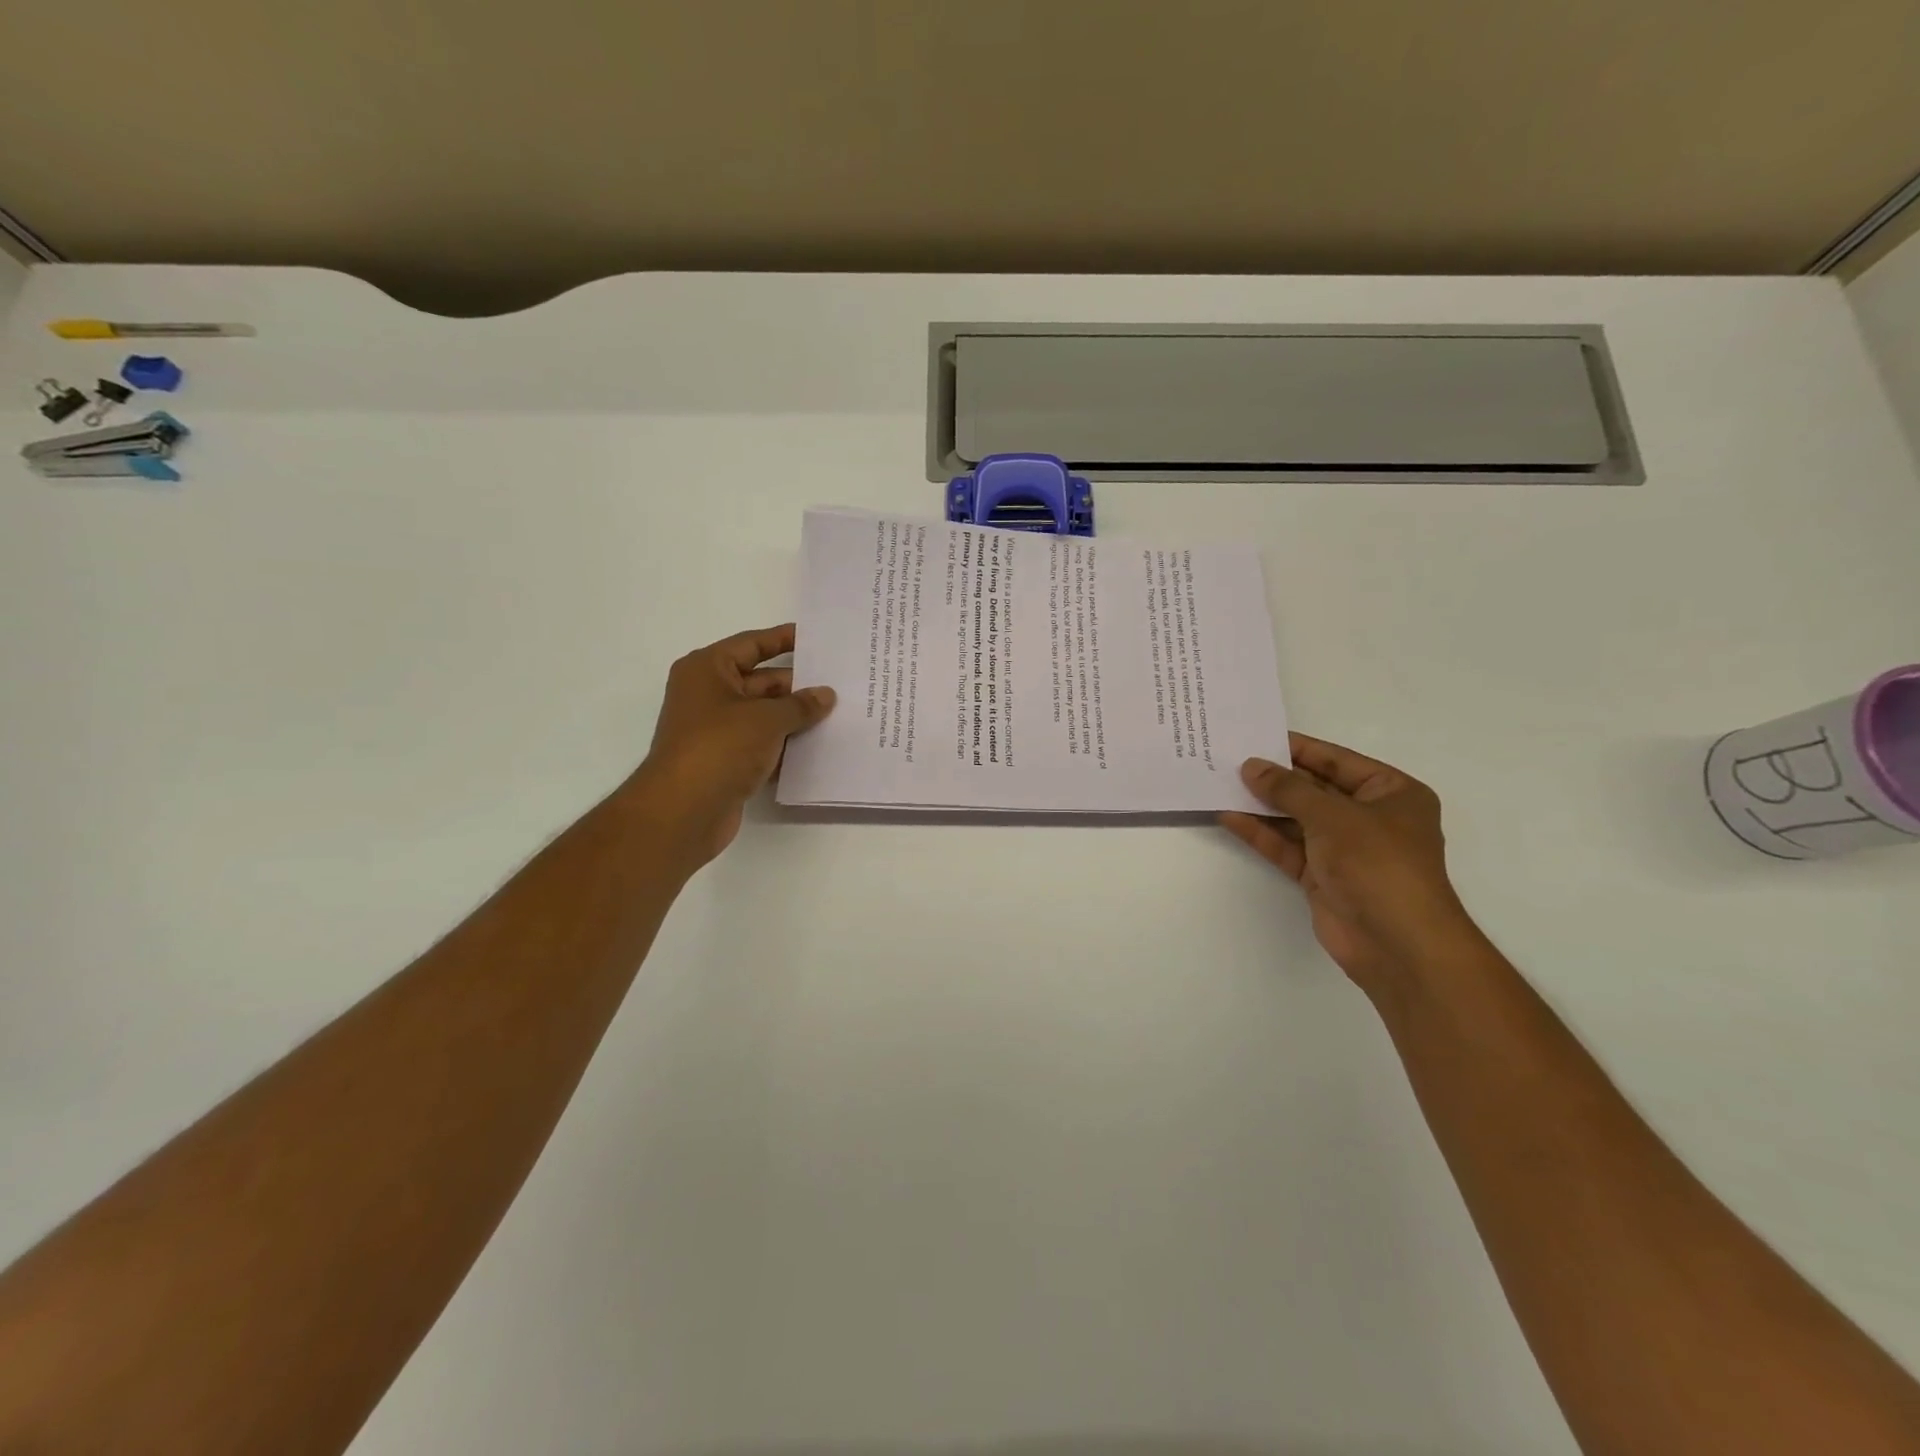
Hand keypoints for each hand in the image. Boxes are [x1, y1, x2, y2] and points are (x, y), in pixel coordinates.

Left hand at [626, 624, 834, 868]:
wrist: (683, 811)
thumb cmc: (720, 747)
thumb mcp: (766, 718)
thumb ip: (800, 704)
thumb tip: (826, 695)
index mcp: (708, 670)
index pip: (752, 644)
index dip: (784, 639)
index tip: (816, 638)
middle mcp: (709, 695)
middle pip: (761, 681)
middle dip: (799, 685)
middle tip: (841, 683)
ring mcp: (717, 730)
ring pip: (765, 716)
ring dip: (796, 717)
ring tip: (840, 714)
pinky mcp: (726, 761)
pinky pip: (763, 745)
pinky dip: (786, 745)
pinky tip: (820, 748)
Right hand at [1220, 733, 1481, 996]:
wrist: (1396, 943)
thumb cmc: (1378, 863)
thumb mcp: (1333, 816)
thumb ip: (1288, 789)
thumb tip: (1251, 766)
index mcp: (1392, 793)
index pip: (1338, 761)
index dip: (1299, 749)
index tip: (1259, 736)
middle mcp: (1370, 818)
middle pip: (1315, 789)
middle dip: (1276, 778)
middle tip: (1232, 759)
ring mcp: (1344, 849)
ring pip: (1297, 819)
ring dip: (1263, 804)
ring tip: (1222, 784)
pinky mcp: (1322, 876)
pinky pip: (1287, 846)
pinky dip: (1261, 833)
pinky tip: (1229, 816)